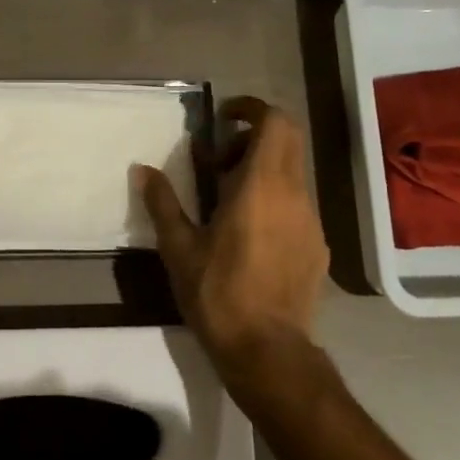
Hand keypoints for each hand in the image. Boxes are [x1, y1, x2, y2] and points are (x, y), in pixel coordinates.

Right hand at [137, 97, 328, 391]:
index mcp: (261, 186)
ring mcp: (311, 221)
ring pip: (293, 173)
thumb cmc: (218, 293)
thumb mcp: (179, 248)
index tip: (224, 118)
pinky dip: (275, 199)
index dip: (251, 110)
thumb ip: (162, 202)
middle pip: (289, 140)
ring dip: (263, 170)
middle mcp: (294, 195)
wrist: (268, 350)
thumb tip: (141, 169)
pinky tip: (250, 234)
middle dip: (255, 136)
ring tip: (228, 200)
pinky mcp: (317, 246)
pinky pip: (298, 205)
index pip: (275, 122)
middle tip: (220, 159)